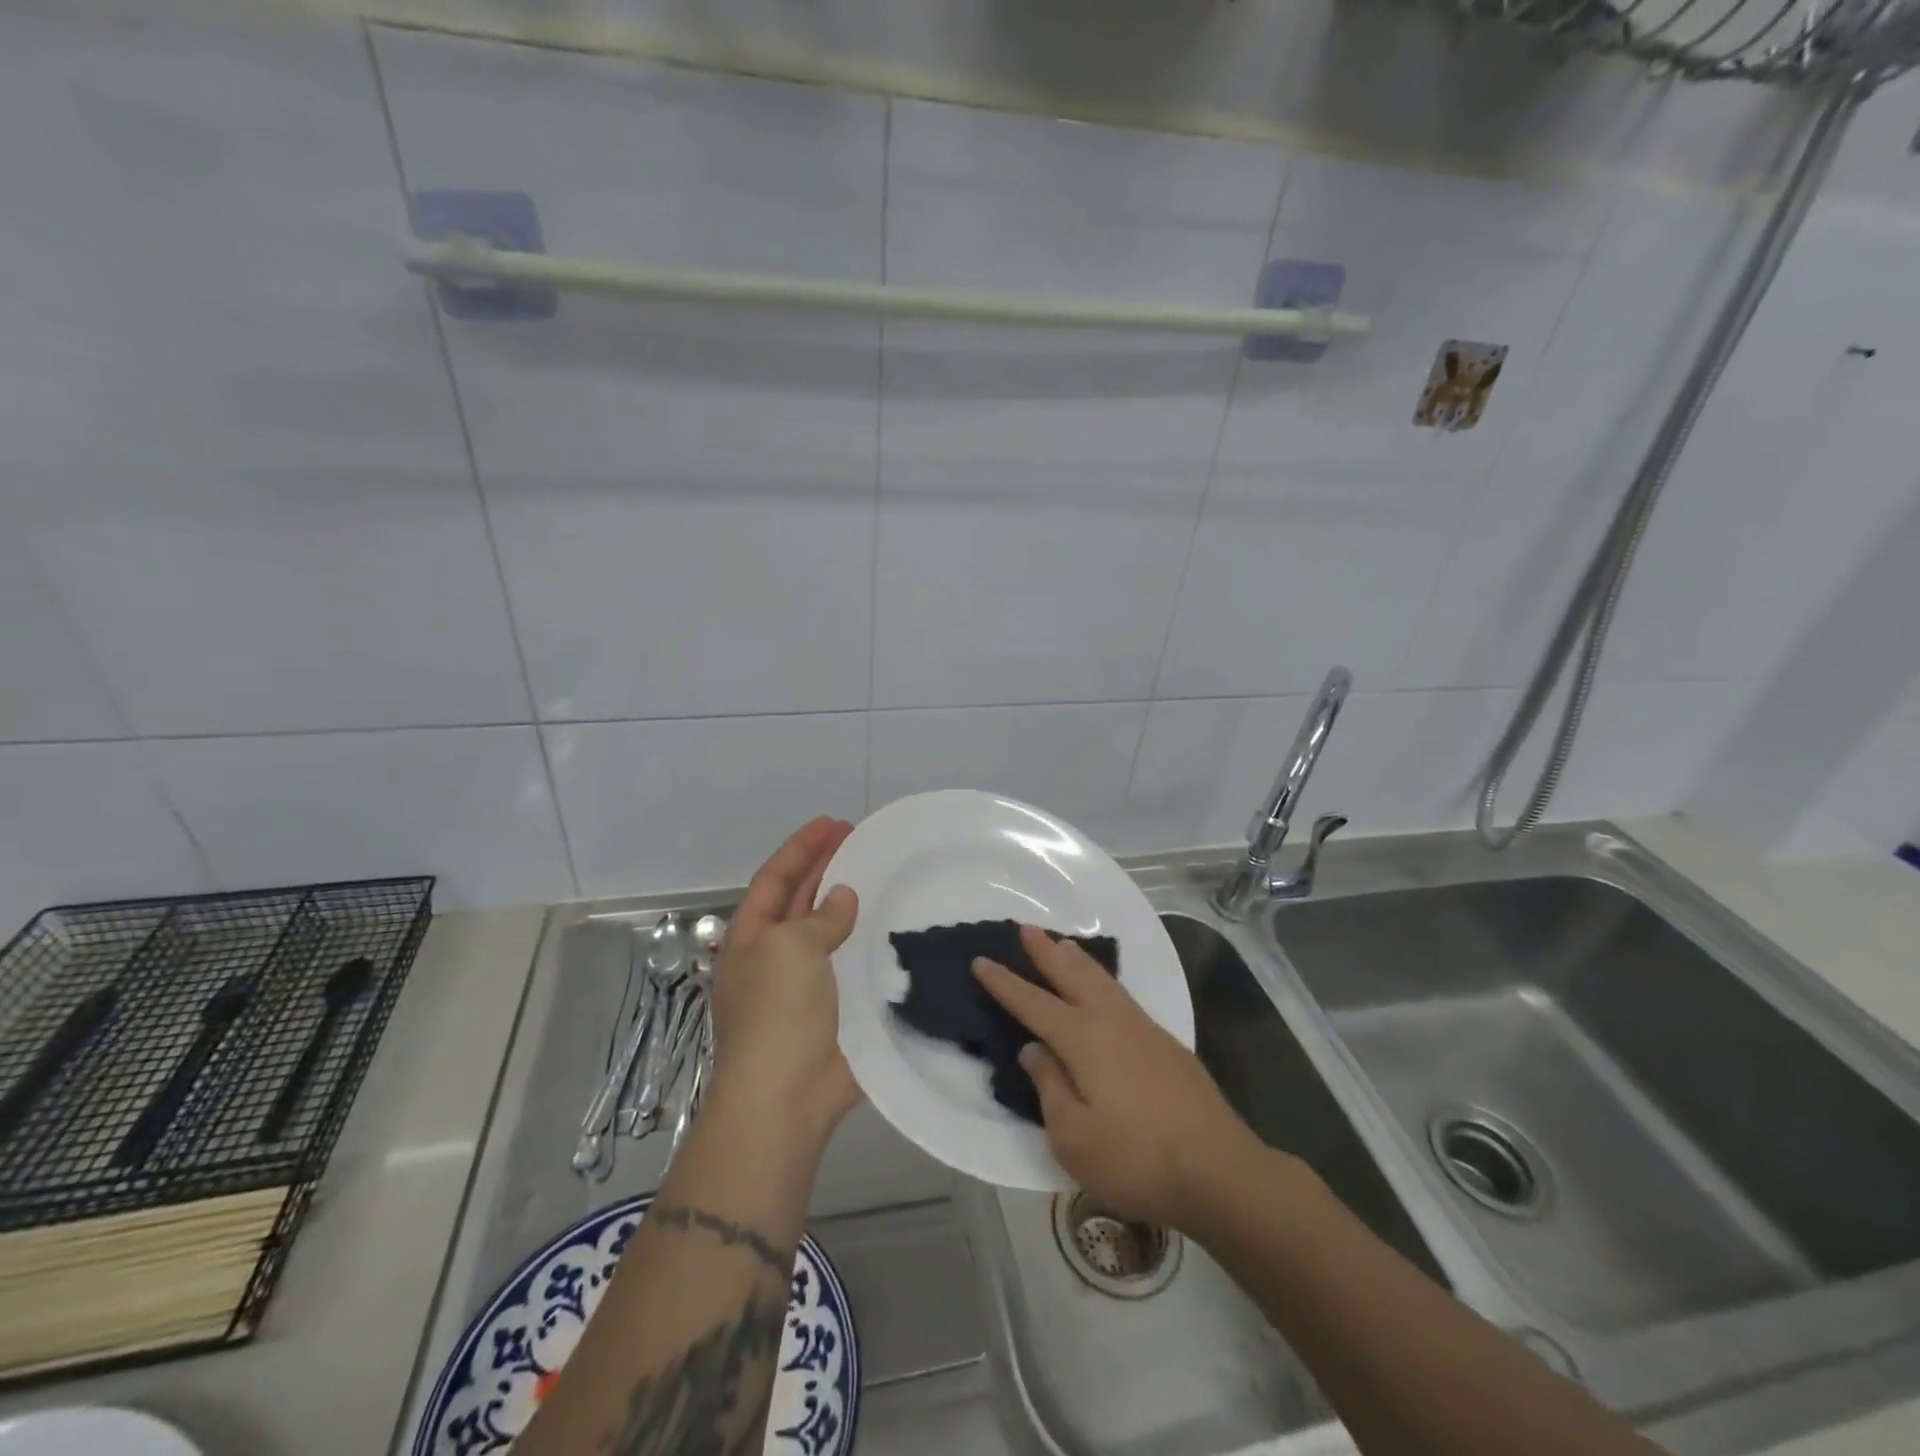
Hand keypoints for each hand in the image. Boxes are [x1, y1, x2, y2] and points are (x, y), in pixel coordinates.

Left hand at [708, 817, 861, 1146]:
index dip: (801, 848)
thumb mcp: (790, 949)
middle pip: (801, 899)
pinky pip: (853, 965)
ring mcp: (805, 984)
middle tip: (860, 838)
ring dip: (850, 904)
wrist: (786, 1098)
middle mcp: (775, 956)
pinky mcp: (835, 1009)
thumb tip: (843, 899)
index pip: (775, 878)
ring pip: (829, 931)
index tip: (833, 823)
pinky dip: (869, 944)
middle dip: (826, 867)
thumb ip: (820, 918)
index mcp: (751, 937)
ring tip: (880, 874)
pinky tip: (893, 928)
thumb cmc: (777, 1013)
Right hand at [973, 925, 1259, 1230]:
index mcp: (1082, 1040)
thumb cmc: (1136, 1159)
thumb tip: (1034, 1050)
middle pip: (1071, 976)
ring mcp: (1143, 1029)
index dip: (1004, 983)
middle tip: (1026, 927)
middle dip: (1045, 952)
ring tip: (1063, 943)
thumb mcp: (1074, 1137)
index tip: (981, 960)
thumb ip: (1049, 1088)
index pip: (1033, 1003)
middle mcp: (1110, 1021)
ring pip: (1102, 980)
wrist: (1219, 1170)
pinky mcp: (1166, 1043)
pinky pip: (1122, 995)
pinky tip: (1105, 988)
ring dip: (1077, 959)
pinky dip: (1103, 980)